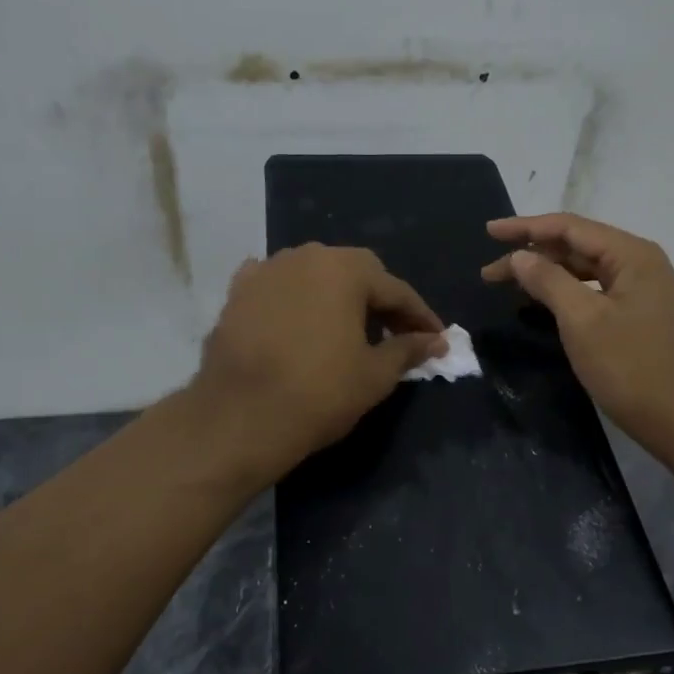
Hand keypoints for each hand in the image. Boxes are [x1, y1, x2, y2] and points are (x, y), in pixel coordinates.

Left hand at [194, 244, 445, 478]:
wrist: (239, 417)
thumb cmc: (319, 393)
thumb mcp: (375, 375)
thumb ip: (408, 350)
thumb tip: (435, 341)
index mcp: (345, 269)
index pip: (396, 289)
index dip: (420, 317)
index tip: (436, 339)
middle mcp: (305, 256)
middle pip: (355, 274)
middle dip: (379, 301)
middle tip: (394, 334)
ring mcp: (266, 270)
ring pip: (315, 276)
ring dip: (337, 297)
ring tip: (348, 330)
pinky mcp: (237, 292)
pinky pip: (278, 286)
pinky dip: (295, 299)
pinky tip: (299, 319)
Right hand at [482, 213, 673, 461]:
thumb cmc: (631, 367)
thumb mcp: (582, 320)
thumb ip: (548, 281)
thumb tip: (520, 256)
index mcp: (631, 255)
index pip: (569, 227)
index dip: (525, 227)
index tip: (488, 232)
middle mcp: (639, 264)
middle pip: (576, 246)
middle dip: (532, 254)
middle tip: (488, 272)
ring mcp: (642, 291)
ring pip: (585, 270)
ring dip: (546, 274)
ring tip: (509, 284)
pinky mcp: (638, 316)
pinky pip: (594, 292)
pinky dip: (565, 293)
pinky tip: (544, 304)